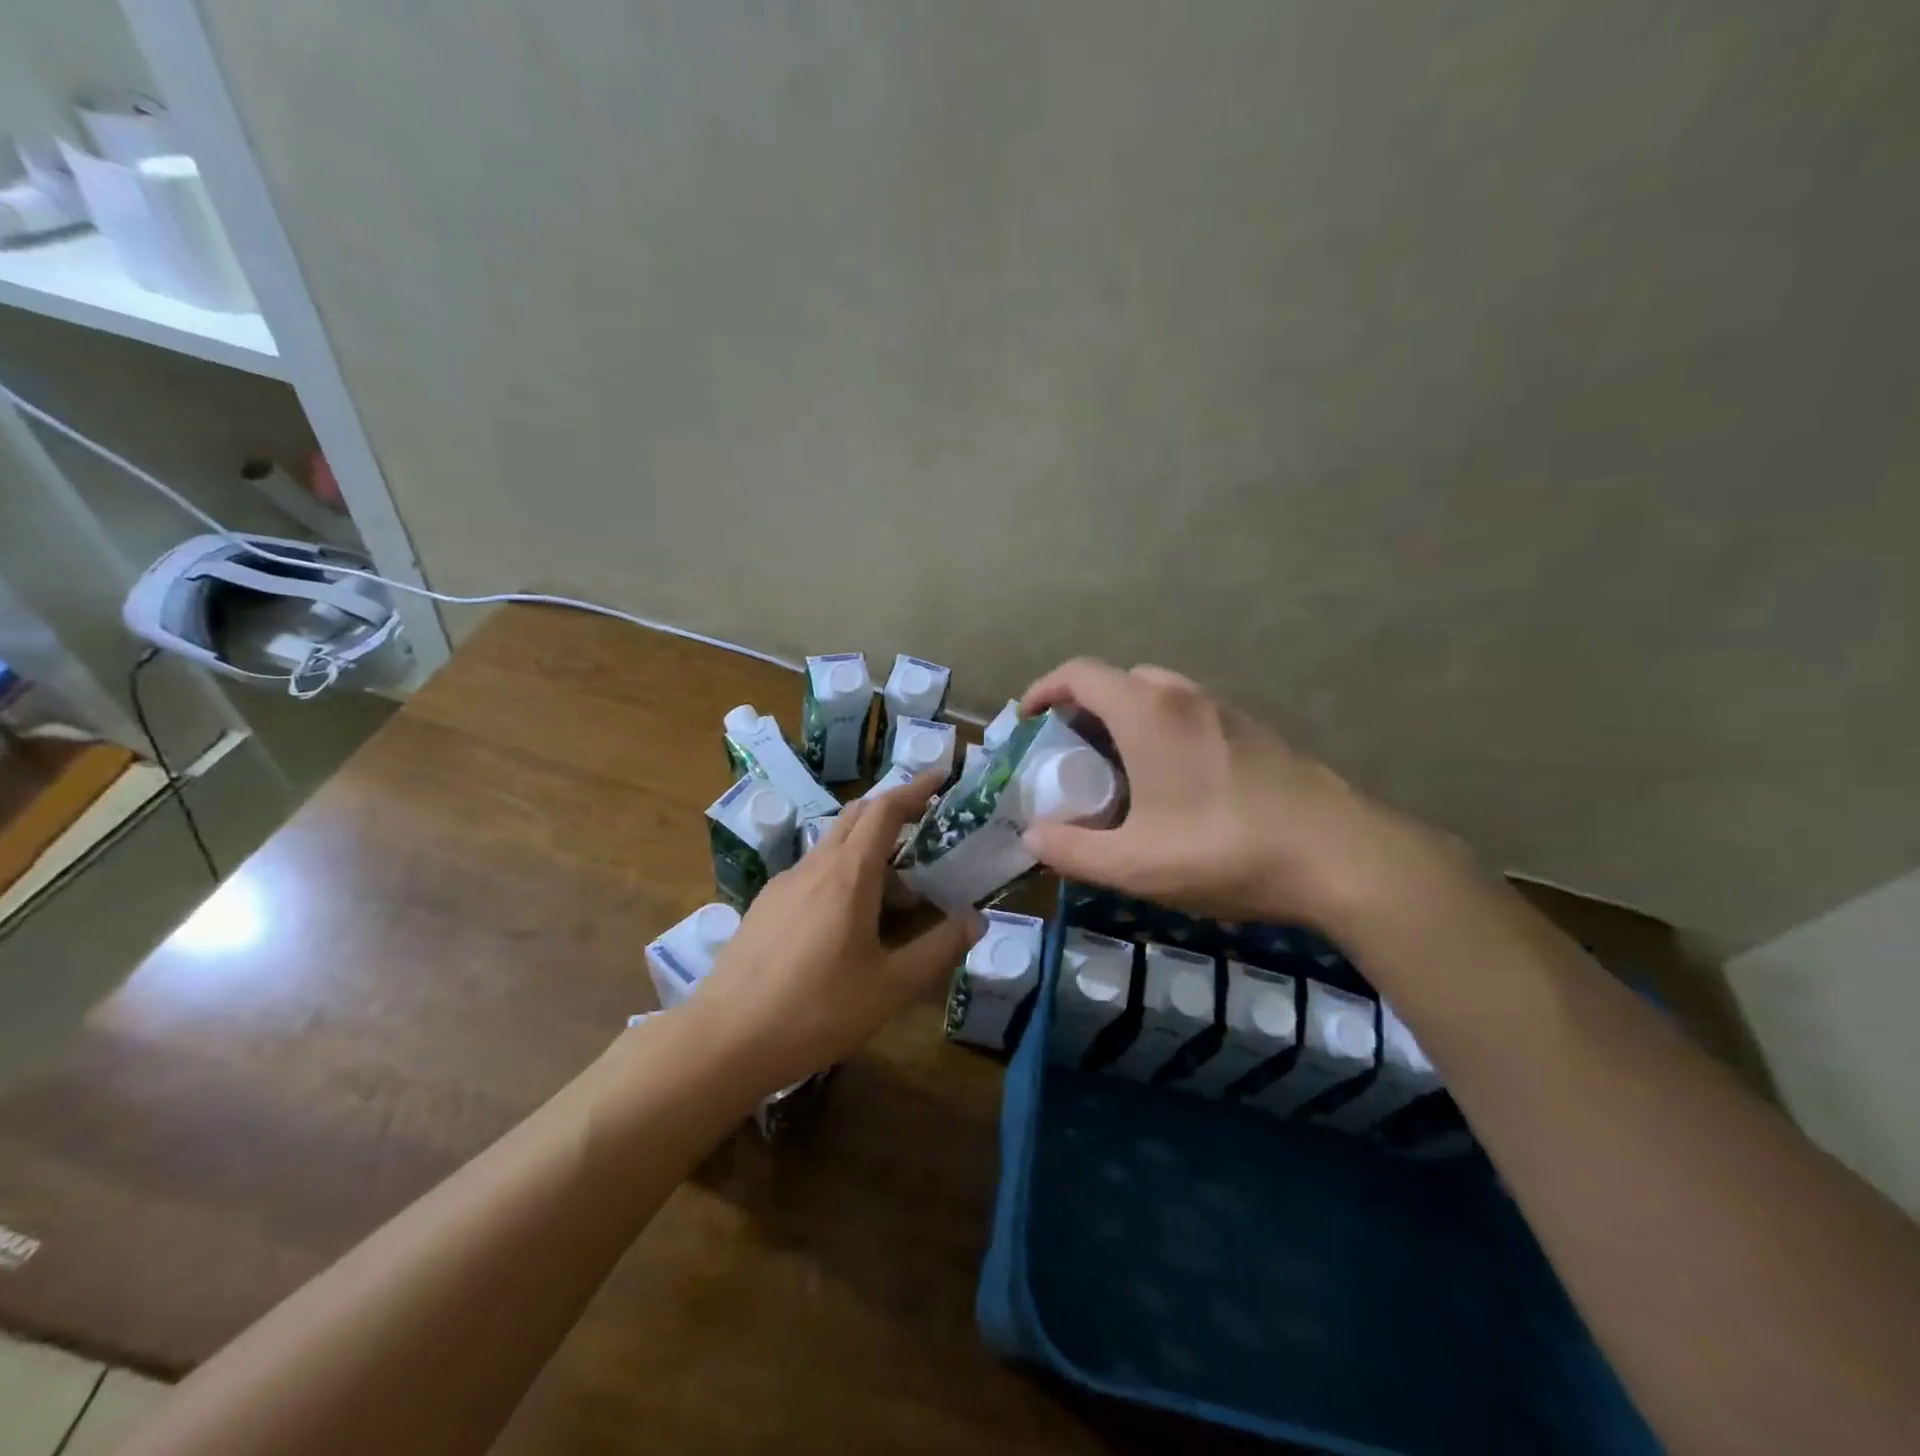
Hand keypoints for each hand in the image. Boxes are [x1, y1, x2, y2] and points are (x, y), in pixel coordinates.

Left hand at [684, 777, 985, 1095]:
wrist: (724, 1040)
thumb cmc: (816, 1011)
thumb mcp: (890, 987)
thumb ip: (938, 949)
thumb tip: (978, 920)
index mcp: (849, 874)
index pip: (885, 810)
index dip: (915, 789)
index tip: (940, 776)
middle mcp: (815, 866)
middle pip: (856, 817)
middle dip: (894, 811)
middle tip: (927, 828)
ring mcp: (784, 884)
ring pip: (834, 846)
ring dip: (869, 851)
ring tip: (898, 895)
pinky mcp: (765, 906)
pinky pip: (813, 872)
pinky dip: (842, 874)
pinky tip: (848, 922)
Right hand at [1019, 659, 1470, 930]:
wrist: (1341, 856)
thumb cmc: (1225, 850)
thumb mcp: (1135, 864)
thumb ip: (1073, 850)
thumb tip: (1033, 837)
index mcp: (1147, 713)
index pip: (1080, 673)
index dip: (1044, 689)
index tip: (1028, 719)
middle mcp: (1185, 697)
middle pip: (1119, 680)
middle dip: (1084, 707)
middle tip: (1072, 753)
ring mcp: (1227, 711)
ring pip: (1160, 695)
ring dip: (1127, 719)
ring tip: (1119, 771)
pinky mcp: (1257, 733)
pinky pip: (1192, 715)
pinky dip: (1163, 732)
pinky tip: (1175, 786)